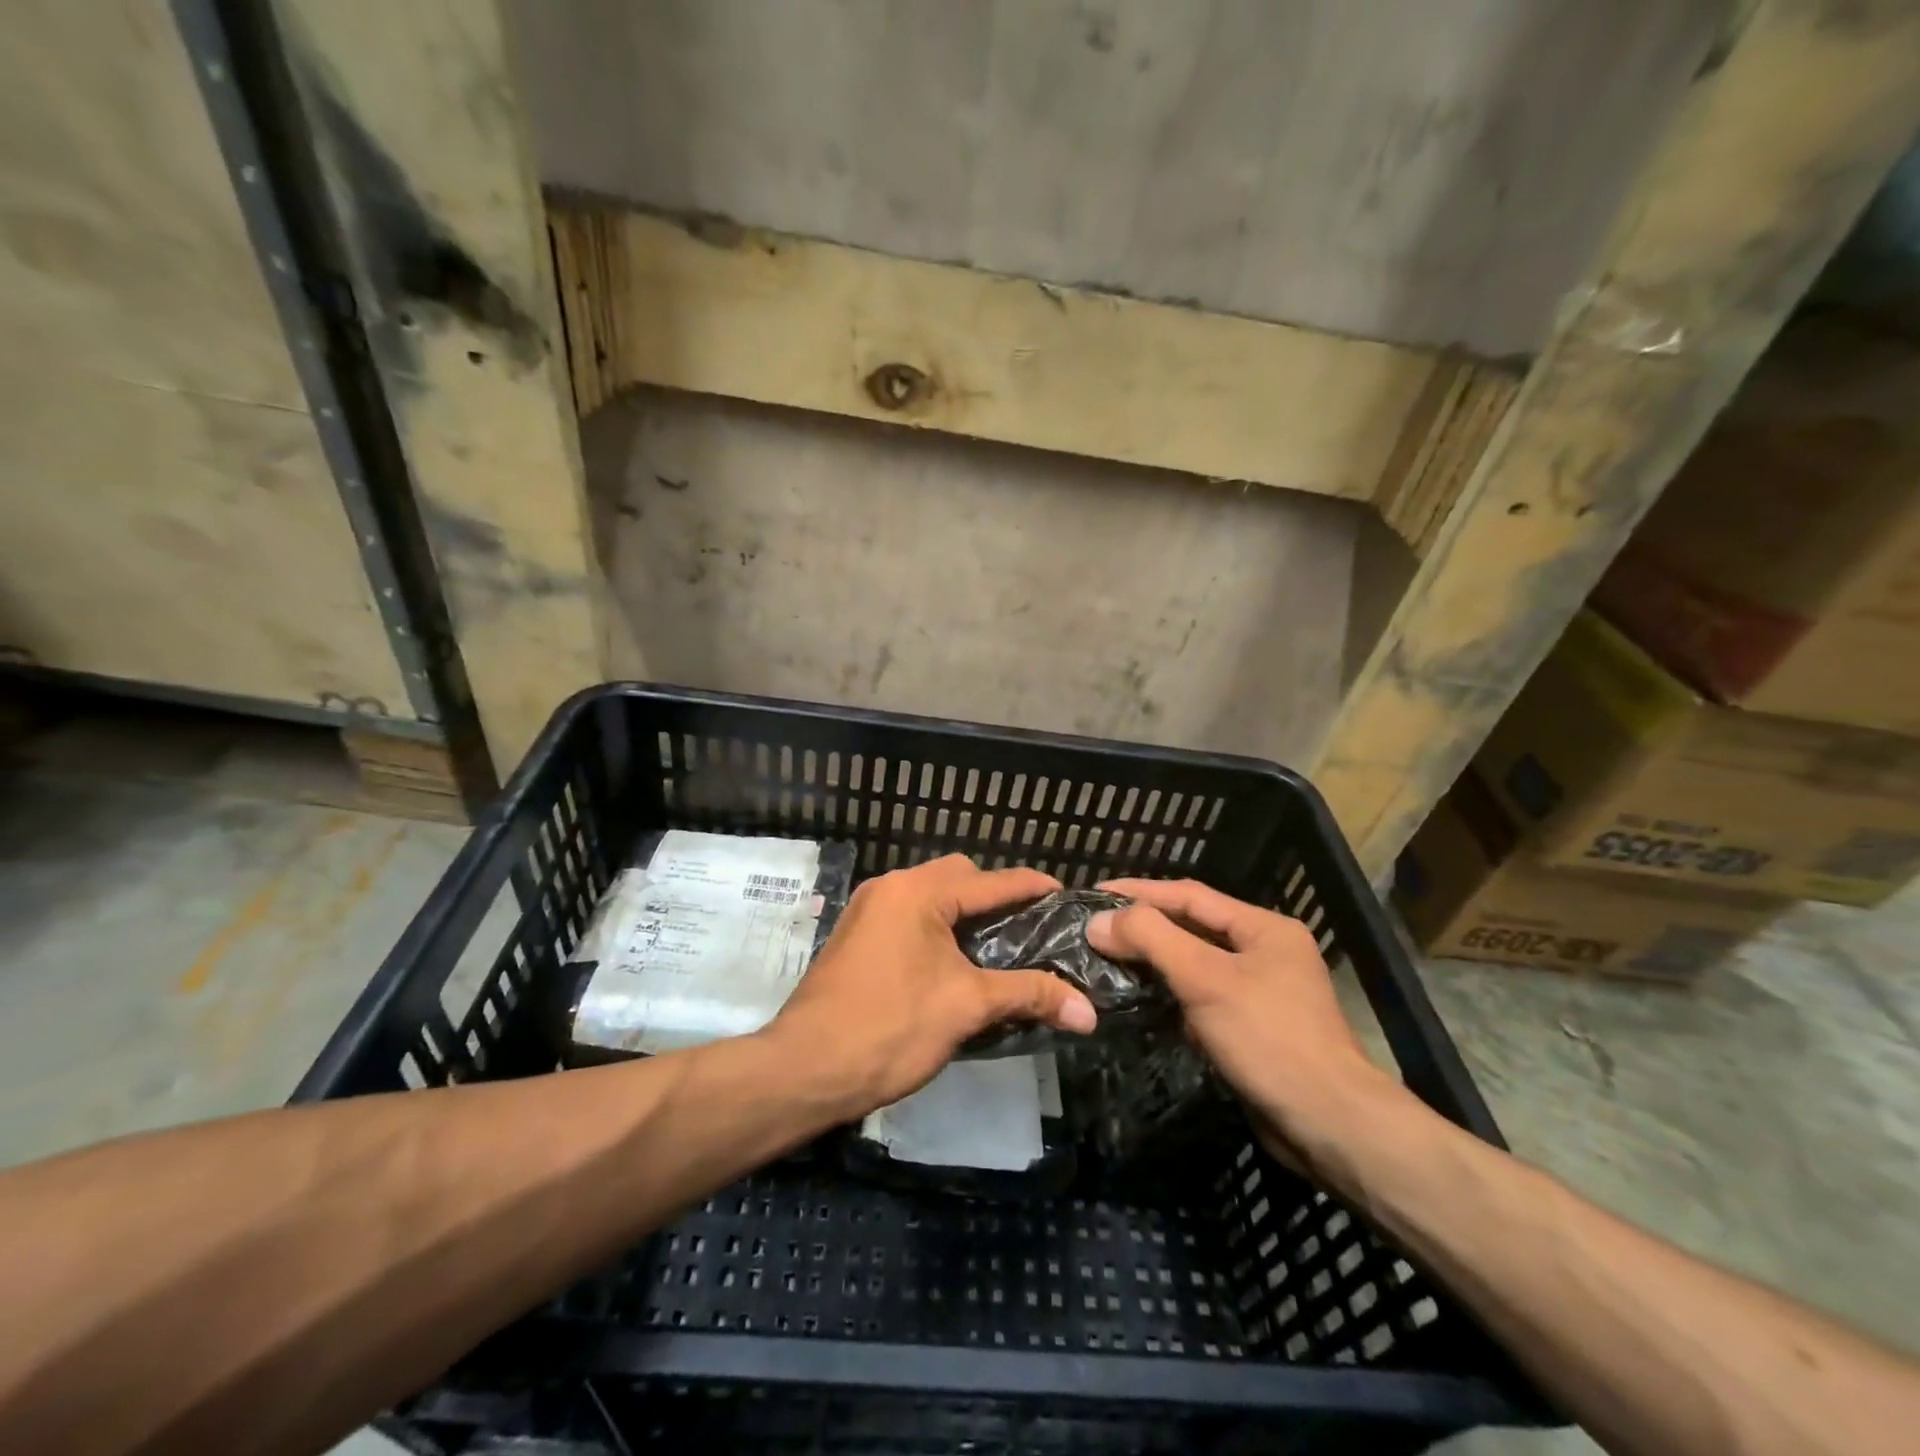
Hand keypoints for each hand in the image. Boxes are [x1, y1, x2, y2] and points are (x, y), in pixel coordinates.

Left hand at [765, 855, 1097, 1117]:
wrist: (804, 1070)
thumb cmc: (890, 1028)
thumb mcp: (967, 1007)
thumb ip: (1029, 995)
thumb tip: (1089, 1012)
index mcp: (917, 892)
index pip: (990, 880)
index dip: (1032, 887)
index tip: (1066, 896)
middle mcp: (890, 888)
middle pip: (958, 878)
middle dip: (996, 898)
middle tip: (1029, 930)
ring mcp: (868, 911)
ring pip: (931, 899)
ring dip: (965, 916)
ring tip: (999, 949)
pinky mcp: (856, 937)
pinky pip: (909, 918)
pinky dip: (938, 930)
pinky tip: (956, 964)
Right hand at [1088, 878, 1398, 1173]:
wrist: (1329, 1125)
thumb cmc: (1268, 1038)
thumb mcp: (1205, 979)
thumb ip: (1151, 939)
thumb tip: (1099, 921)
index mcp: (1264, 928)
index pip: (1190, 895)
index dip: (1140, 891)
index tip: (1095, 892)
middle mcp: (1266, 951)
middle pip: (1193, 926)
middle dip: (1145, 925)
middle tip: (1096, 926)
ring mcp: (1262, 991)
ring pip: (1196, 963)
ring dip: (1155, 960)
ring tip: (1108, 957)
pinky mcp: (1253, 1027)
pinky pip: (1203, 996)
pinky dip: (1172, 993)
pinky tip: (1142, 998)